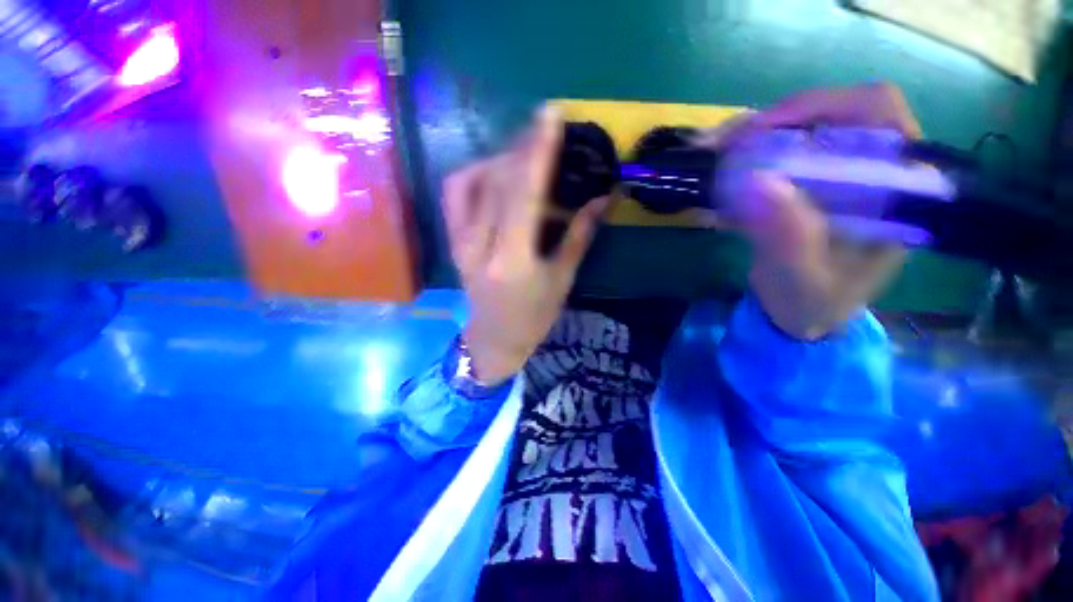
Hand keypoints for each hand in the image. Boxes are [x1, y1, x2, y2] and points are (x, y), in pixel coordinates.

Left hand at [443, 105, 611, 383]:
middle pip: (498, 181)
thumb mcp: (562, 279)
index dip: (537, 151)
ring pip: (472, 179)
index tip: (551, 115)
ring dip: (500, 158)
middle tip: (544, 126)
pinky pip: (455, 193)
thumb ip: (579, 235)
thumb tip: (604, 197)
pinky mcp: (452, 239)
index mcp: (512, 259)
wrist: (495, 338)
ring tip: (524, 154)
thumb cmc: (534, 316)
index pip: (523, 194)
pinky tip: (493, 172)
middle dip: (522, 146)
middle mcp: (479, 245)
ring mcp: (460, 240)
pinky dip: (474, 173)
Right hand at [704, 84, 921, 339]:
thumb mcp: (801, 278)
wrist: (802, 315)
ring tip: (714, 153)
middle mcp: (872, 170)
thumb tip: (758, 181)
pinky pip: (778, 156)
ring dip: (753, 138)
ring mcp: (838, 176)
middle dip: (775, 123)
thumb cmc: (813, 302)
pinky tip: (720, 172)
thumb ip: (788, 236)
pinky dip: (744, 157)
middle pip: (831, 114)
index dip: (822, 106)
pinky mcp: (809, 187)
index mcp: (894, 190)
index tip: (764, 131)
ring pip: (800, 131)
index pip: (878, 114)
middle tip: (725, 144)